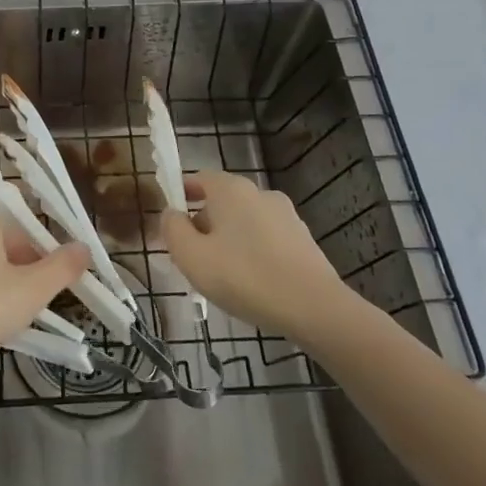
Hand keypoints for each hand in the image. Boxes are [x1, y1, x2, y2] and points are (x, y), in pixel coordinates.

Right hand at [162, 170, 351, 339]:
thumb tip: (171, 214)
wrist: (315, 307)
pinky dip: (253, 252)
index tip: (171, 220)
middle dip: (204, 223)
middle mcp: (259, 193)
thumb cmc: (245, 277)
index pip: (199, 178)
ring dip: (229, 239)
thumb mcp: (192, 257)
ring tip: (221, 274)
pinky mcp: (303, 239)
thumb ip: (173, 230)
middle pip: (222, 201)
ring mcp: (286, 215)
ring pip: (244, 221)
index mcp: (230, 189)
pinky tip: (251, 282)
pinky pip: (266, 239)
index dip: (182, 195)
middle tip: (192, 255)